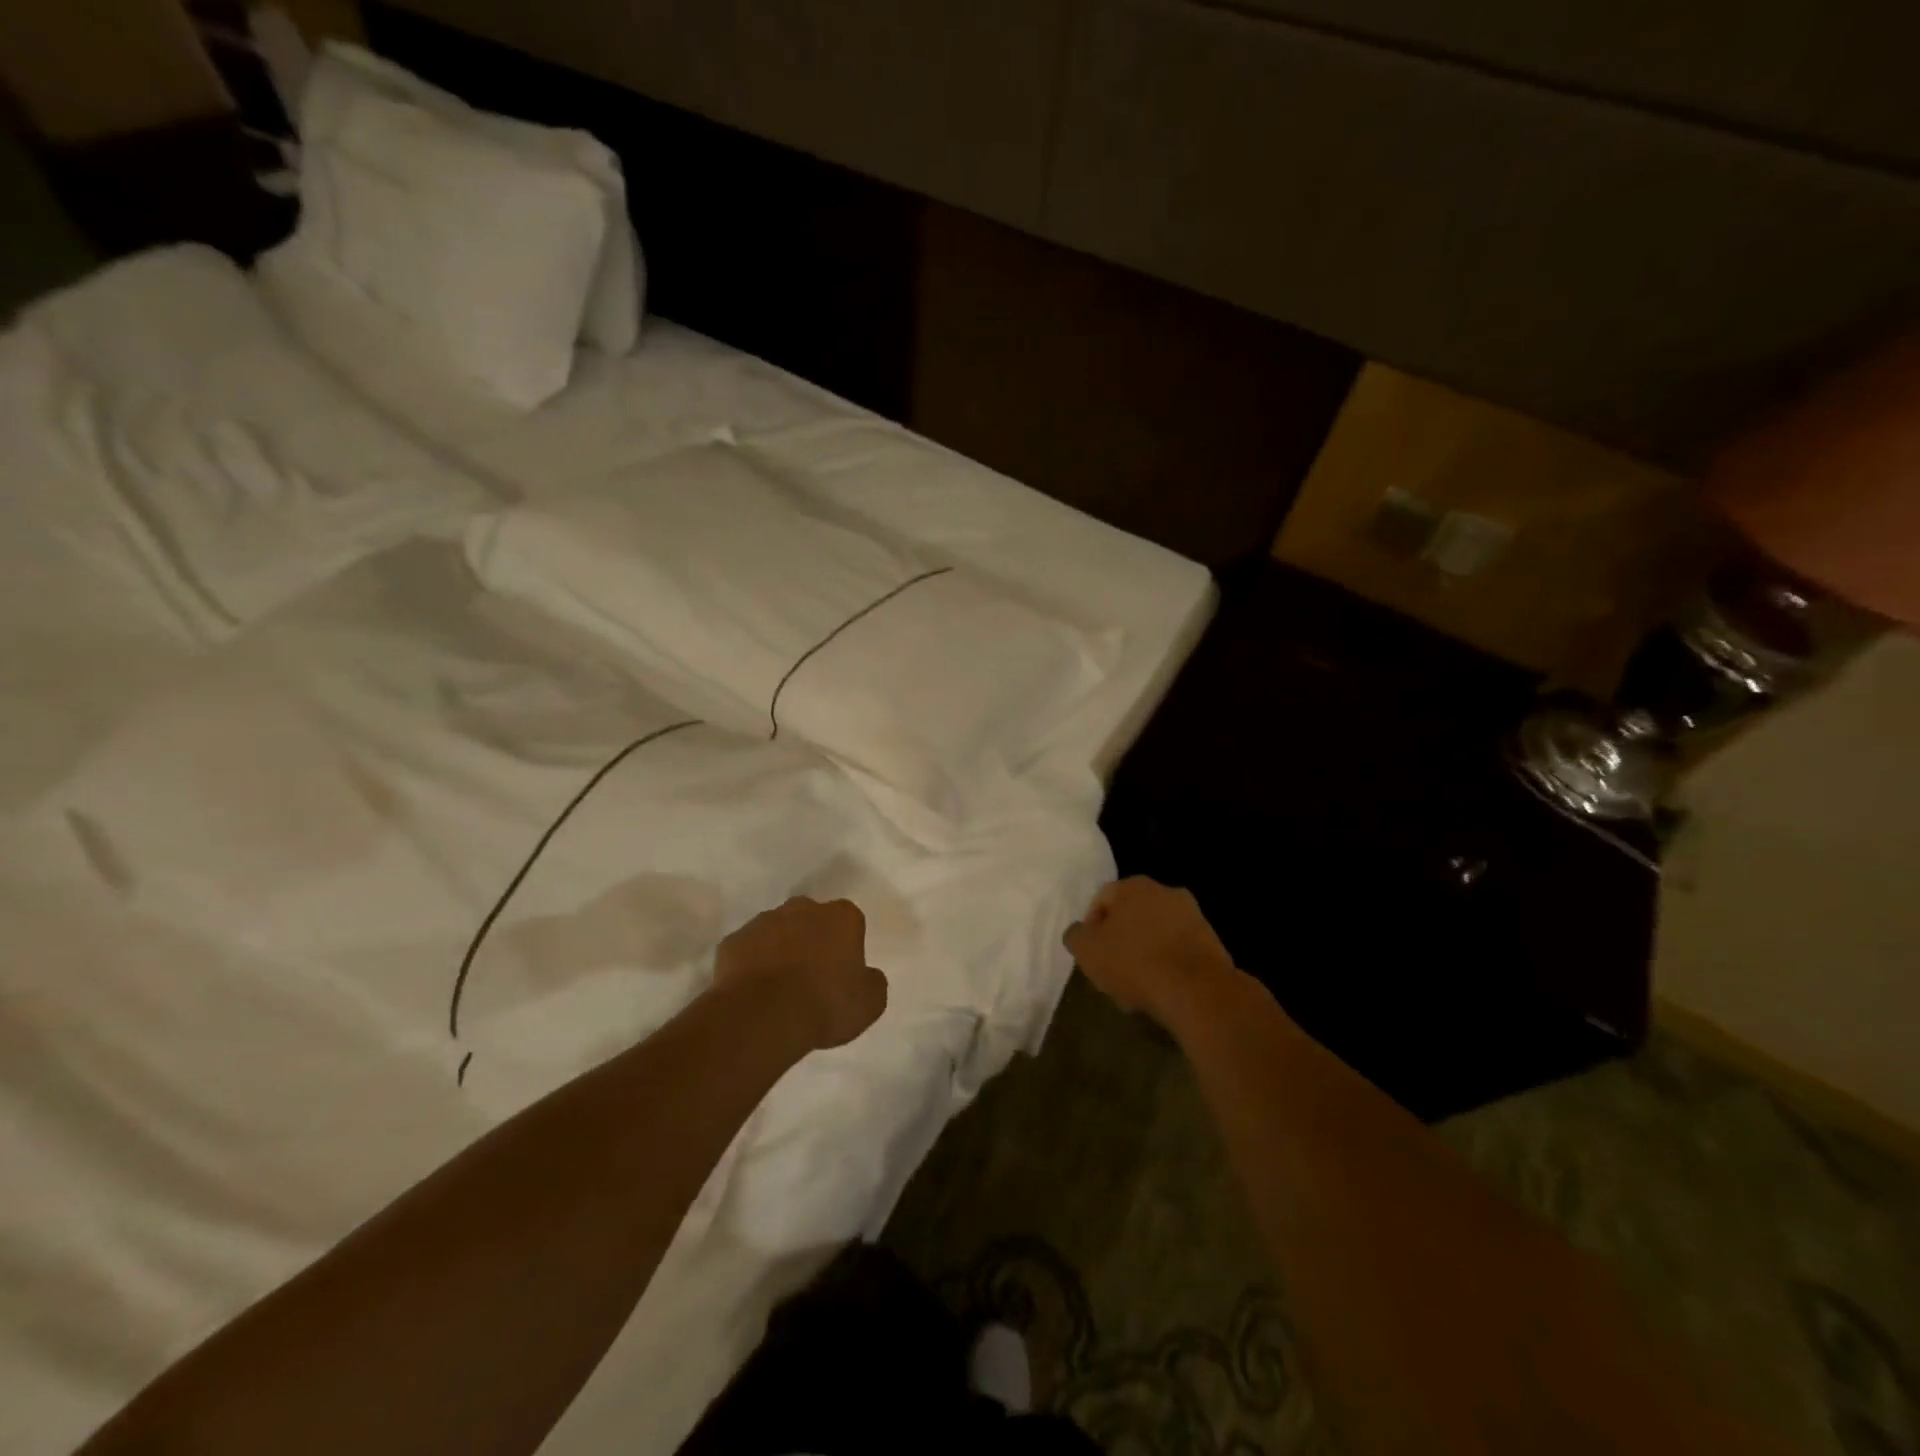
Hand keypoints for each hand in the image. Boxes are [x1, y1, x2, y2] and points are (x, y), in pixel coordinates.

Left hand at [714, 896, 887, 1050]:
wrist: (762, 1016)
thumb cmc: (824, 1004)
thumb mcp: (869, 1003)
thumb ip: (872, 982)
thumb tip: (866, 976)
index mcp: (841, 916)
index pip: (849, 922)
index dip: (846, 946)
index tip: (842, 972)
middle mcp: (803, 908)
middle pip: (811, 919)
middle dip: (812, 940)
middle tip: (811, 977)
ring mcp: (763, 921)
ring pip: (777, 931)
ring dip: (780, 950)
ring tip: (779, 989)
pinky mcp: (732, 941)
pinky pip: (747, 950)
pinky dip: (751, 965)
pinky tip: (754, 993)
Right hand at [1064, 877, 1239, 1030]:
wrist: (1196, 990)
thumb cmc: (1134, 963)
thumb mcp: (1087, 951)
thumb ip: (1076, 935)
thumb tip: (1079, 931)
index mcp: (1132, 886)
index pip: (1101, 900)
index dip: (1091, 929)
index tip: (1092, 956)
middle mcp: (1164, 891)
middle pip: (1131, 916)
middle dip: (1120, 940)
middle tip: (1113, 971)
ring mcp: (1192, 914)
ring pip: (1156, 933)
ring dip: (1145, 953)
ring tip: (1137, 987)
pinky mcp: (1211, 940)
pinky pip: (1178, 949)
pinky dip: (1168, 964)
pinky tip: (1162, 990)